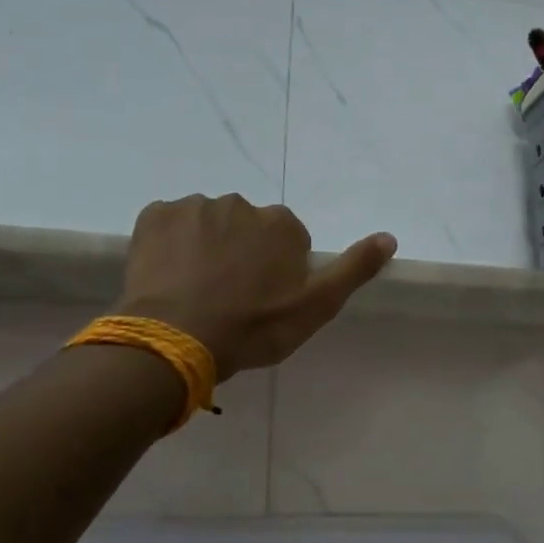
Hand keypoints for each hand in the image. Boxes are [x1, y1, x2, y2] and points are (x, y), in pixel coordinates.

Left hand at [115, 195, 395, 377]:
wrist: (177, 338)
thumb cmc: (254, 326)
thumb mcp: (316, 306)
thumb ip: (354, 269)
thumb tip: (389, 237)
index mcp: (281, 224)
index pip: (286, 240)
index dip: (277, 270)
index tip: (264, 300)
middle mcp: (241, 204)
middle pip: (246, 228)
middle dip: (241, 253)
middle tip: (230, 297)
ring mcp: (194, 206)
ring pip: (207, 224)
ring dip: (205, 247)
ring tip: (196, 290)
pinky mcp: (154, 215)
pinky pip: (169, 224)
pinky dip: (171, 243)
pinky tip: (169, 276)